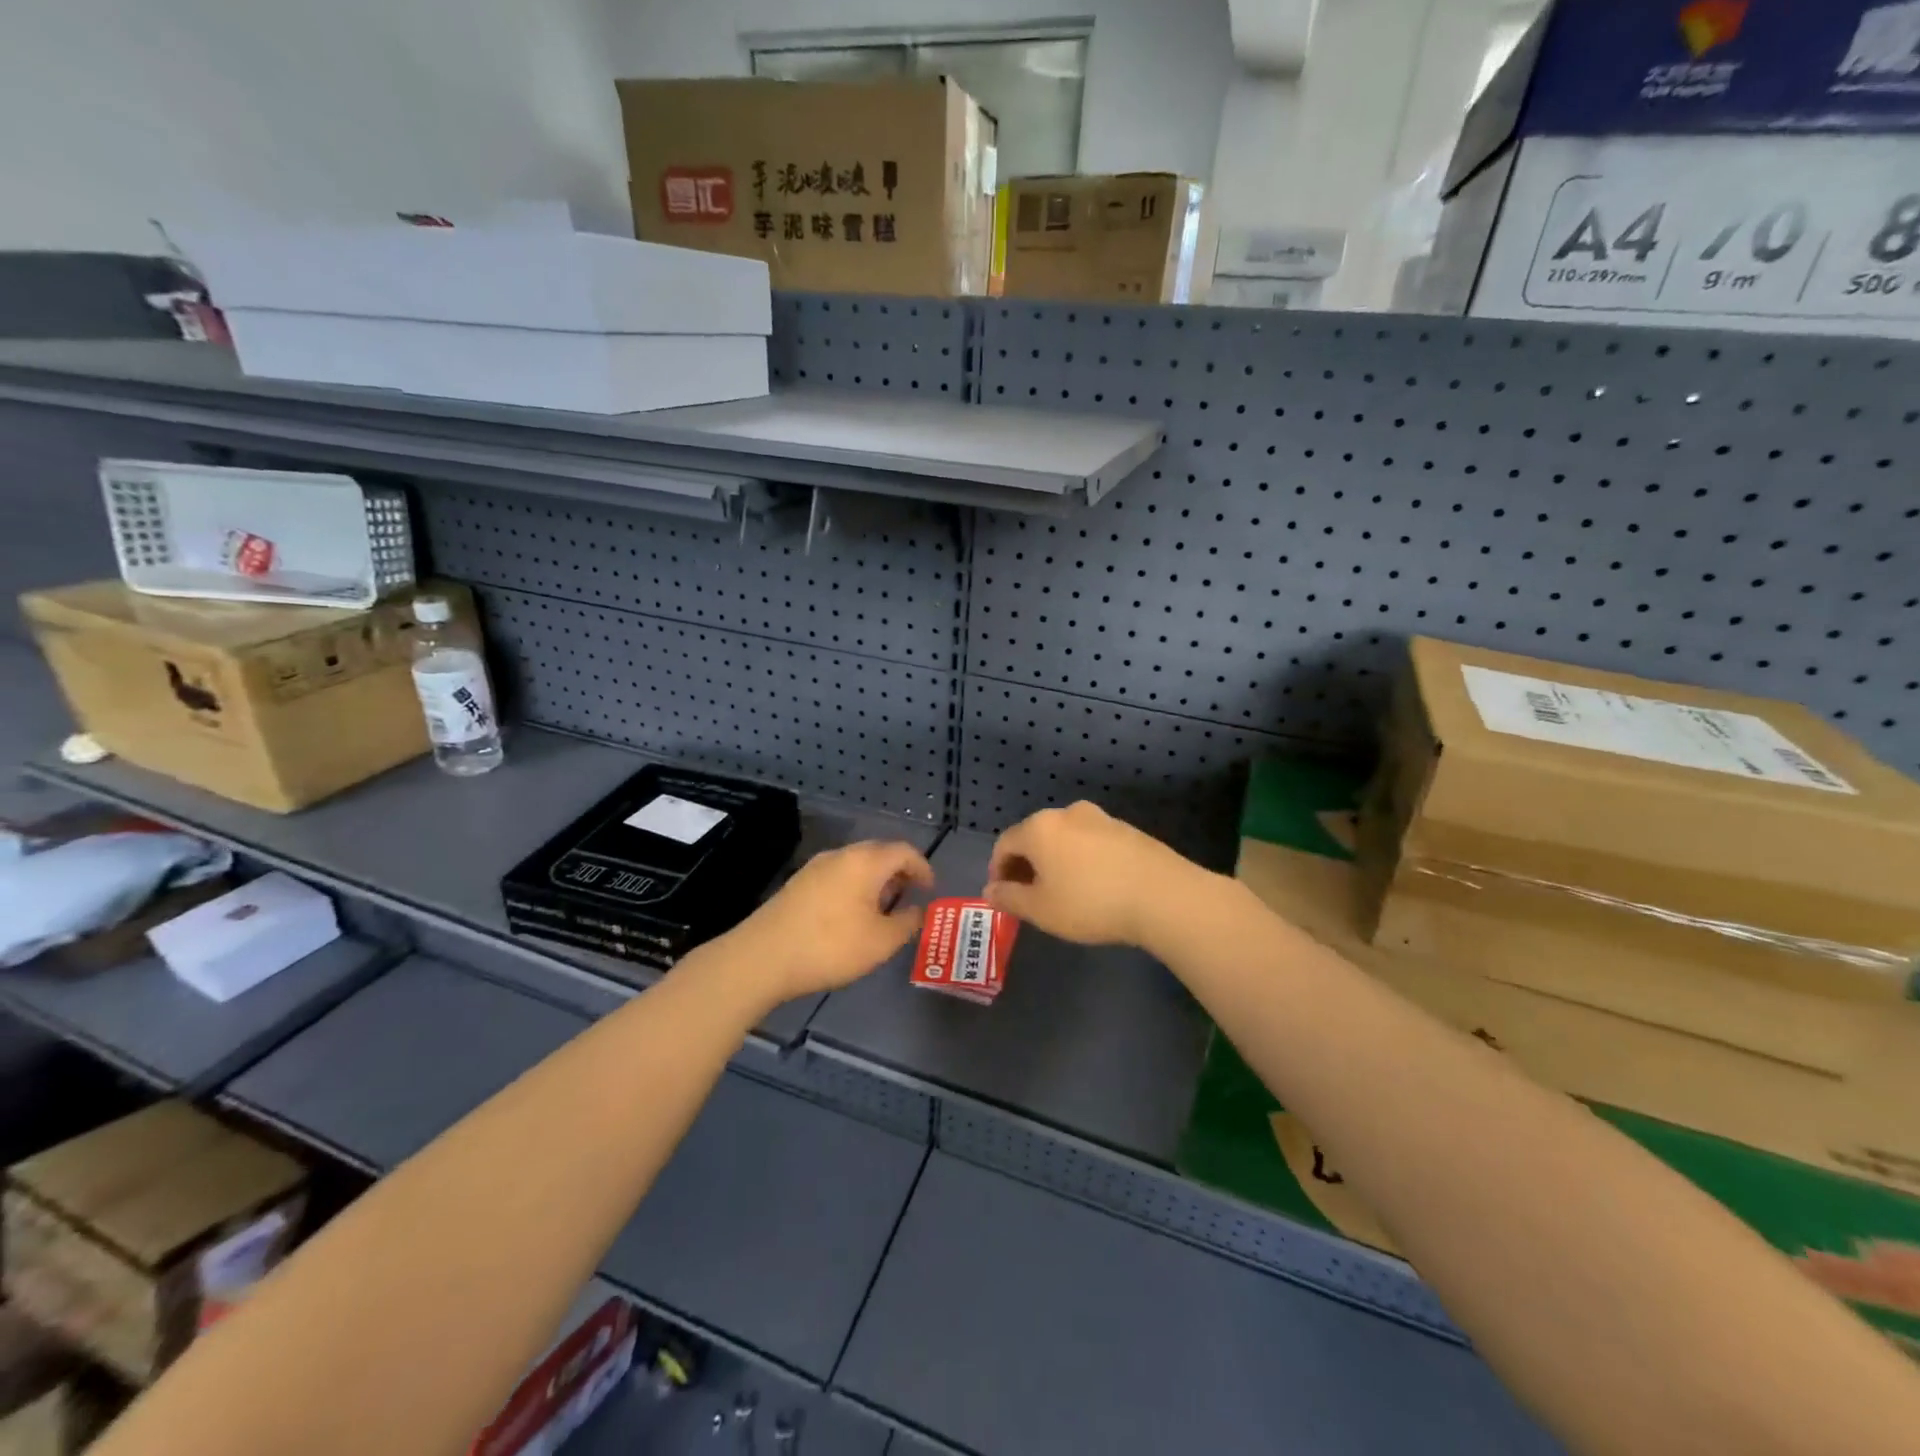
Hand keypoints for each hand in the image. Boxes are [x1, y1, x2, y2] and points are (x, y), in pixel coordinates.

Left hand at [722, 840, 933, 1006]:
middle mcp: (841, 855)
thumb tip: (918, 910)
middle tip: (910, 897)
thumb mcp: (881, 942)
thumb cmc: (831, 946)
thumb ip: (907, 923)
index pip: (904, 851)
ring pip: (856, 865)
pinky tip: (851, 917)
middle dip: (899, 873)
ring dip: (875, 881)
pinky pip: (837, 876)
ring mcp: (815, 867)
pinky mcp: (798, 884)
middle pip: (879, 853)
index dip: (923, 868)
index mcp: (866, 861)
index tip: (930, 890)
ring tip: (883, 910)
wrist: (763, 957)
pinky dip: (854, 888)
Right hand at [984, 801, 1201, 947]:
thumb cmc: (1090, 903)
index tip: (1002, 895)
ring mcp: (1100, 818)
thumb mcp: (1041, 910)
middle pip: (1035, 836)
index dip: (998, 869)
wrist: (1162, 895)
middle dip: (1027, 865)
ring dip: (1056, 861)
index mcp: (1039, 828)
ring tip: (1064, 892)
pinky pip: (1091, 842)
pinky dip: (1082, 859)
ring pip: (1065, 838)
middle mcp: (1067, 813)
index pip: (1005, 843)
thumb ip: (1010, 898)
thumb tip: (990, 890)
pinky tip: (1094, 885)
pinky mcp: (1127, 829)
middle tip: (1030, 896)